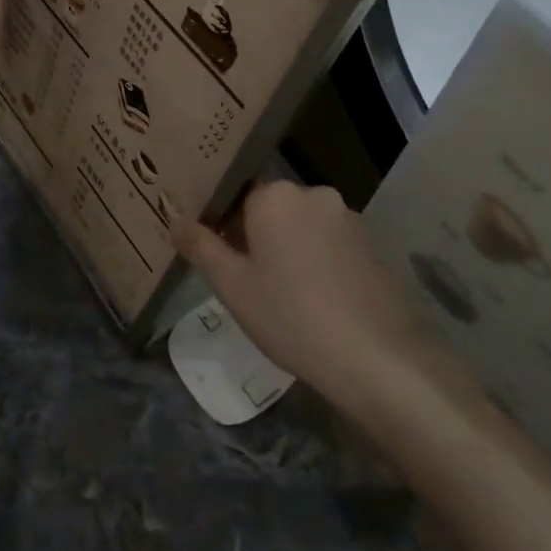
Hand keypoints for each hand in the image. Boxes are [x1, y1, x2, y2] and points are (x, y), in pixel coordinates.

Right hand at [176, 181, 433, 414]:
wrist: (375, 357)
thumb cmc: (290, 317)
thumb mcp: (233, 286)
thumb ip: (201, 247)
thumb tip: (175, 219)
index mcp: (276, 196)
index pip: (237, 198)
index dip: (226, 229)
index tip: (224, 264)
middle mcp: (314, 194)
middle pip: (272, 209)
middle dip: (258, 239)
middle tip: (252, 285)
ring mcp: (349, 218)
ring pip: (303, 227)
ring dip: (290, 250)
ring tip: (287, 298)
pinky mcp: (374, 243)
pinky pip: (332, 243)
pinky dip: (320, 262)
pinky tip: (319, 301)